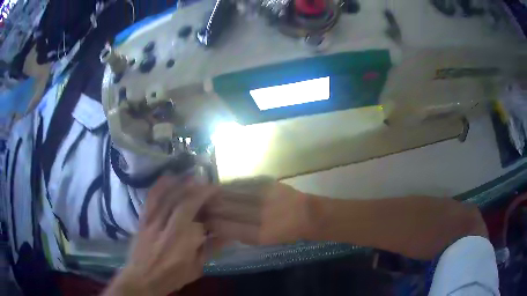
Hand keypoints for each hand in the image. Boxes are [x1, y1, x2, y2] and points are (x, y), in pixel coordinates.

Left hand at [104, 176, 216, 295]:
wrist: (141, 278)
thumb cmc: (171, 277)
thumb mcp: (195, 269)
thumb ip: (209, 250)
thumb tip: (225, 234)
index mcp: (182, 247)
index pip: (200, 225)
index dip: (211, 214)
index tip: (219, 207)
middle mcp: (167, 232)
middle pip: (185, 205)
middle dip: (201, 193)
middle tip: (212, 187)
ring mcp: (152, 223)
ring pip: (167, 198)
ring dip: (183, 185)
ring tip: (195, 178)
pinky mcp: (143, 219)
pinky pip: (151, 198)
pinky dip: (160, 185)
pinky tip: (169, 177)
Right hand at [206, 178, 313, 244]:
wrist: (307, 214)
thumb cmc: (285, 233)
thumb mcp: (262, 241)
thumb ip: (238, 234)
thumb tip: (218, 227)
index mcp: (257, 234)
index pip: (224, 226)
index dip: (210, 222)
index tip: (203, 221)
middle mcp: (258, 213)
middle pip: (223, 207)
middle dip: (208, 207)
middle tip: (200, 207)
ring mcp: (262, 195)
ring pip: (229, 192)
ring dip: (215, 194)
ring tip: (207, 196)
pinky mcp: (265, 182)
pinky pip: (240, 183)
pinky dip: (229, 186)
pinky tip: (223, 188)